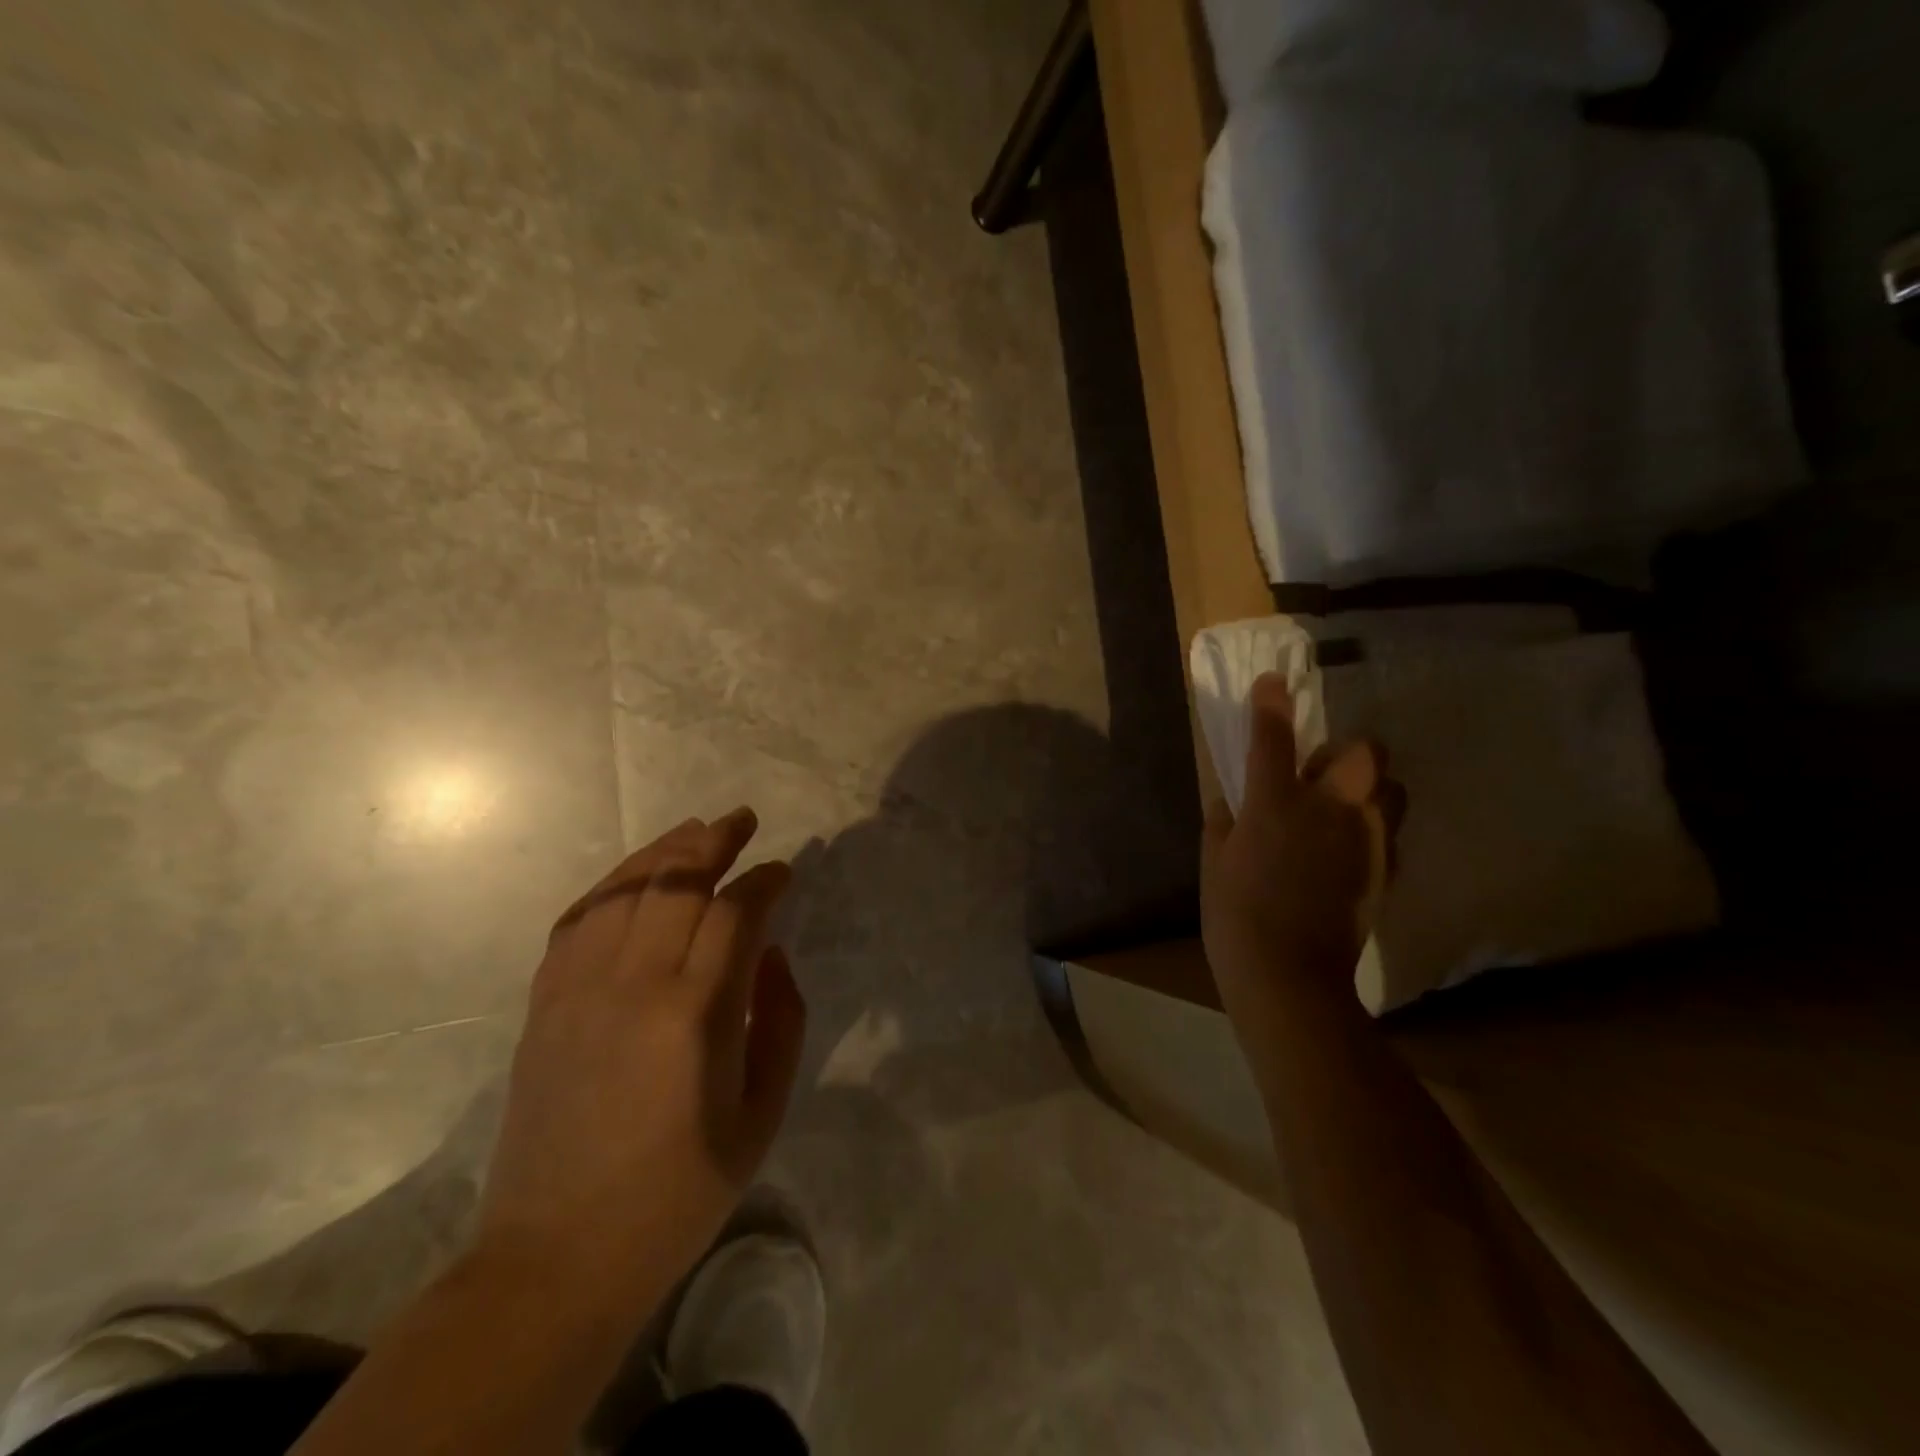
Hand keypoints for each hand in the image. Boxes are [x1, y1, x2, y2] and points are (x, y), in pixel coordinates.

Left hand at [476, 809, 805, 1312]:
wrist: (558, 1255)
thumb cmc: (679, 1191)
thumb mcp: (762, 1112)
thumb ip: (782, 1020)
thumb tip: (769, 954)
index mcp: (695, 1014)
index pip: (736, 912)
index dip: (765, 881)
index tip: (785, 869)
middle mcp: (634, 984)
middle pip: (677, 882)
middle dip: (716, 841)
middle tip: (743, 821)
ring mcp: (578, 989)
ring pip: (624, 889)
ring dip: (665, 850)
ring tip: (696, 829)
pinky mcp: (544, 1003)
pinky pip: (578, 919)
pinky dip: (611, 884)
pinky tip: (634, 874)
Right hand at [1202, 674, 1402, 1012]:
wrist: (1290, 977)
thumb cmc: (1235, 916)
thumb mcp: (1213, 864)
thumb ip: (1223, 822)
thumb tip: (1232, 800)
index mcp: (1275, 803)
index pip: (1273, 738)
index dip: (1271, 703)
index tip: (1273, 682)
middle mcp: (1328, 810)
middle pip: (1365, 754)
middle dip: (1349, 751)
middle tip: (1322, 772)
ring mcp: (1365, 840)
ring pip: (1391, 789)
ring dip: (1370, 788)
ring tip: (1343, 809)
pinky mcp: (1385, 870)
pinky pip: (1390, 832)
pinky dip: (1373, 829)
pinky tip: (1348, 851)